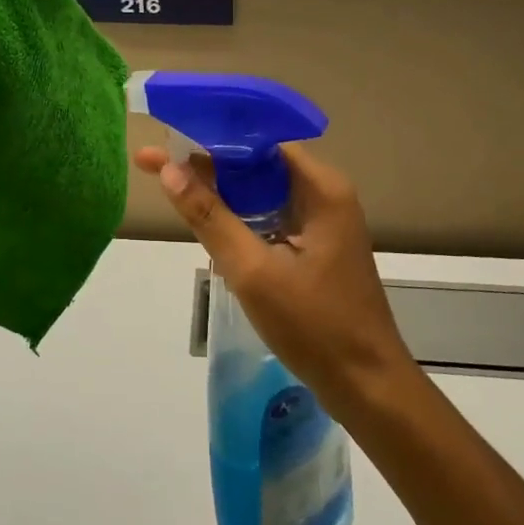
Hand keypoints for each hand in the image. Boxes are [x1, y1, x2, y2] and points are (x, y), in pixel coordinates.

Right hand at [133, 142, 414, 417]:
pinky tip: (206, 218)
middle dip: (209, 162)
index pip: (260, 142)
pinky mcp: (314, 245)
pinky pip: (269, 214)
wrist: (367, 388)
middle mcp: (324, 194)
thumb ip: (210, 217)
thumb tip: (168, 169)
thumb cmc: (315, 326)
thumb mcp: (253, 271)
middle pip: (259, 163)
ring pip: (262, 190)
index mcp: (321, 188)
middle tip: (156, 161)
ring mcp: (322, 220)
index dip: (213, 137)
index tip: (169, 136)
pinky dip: (238, 214)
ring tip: (170, 182)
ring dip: (221, 189)